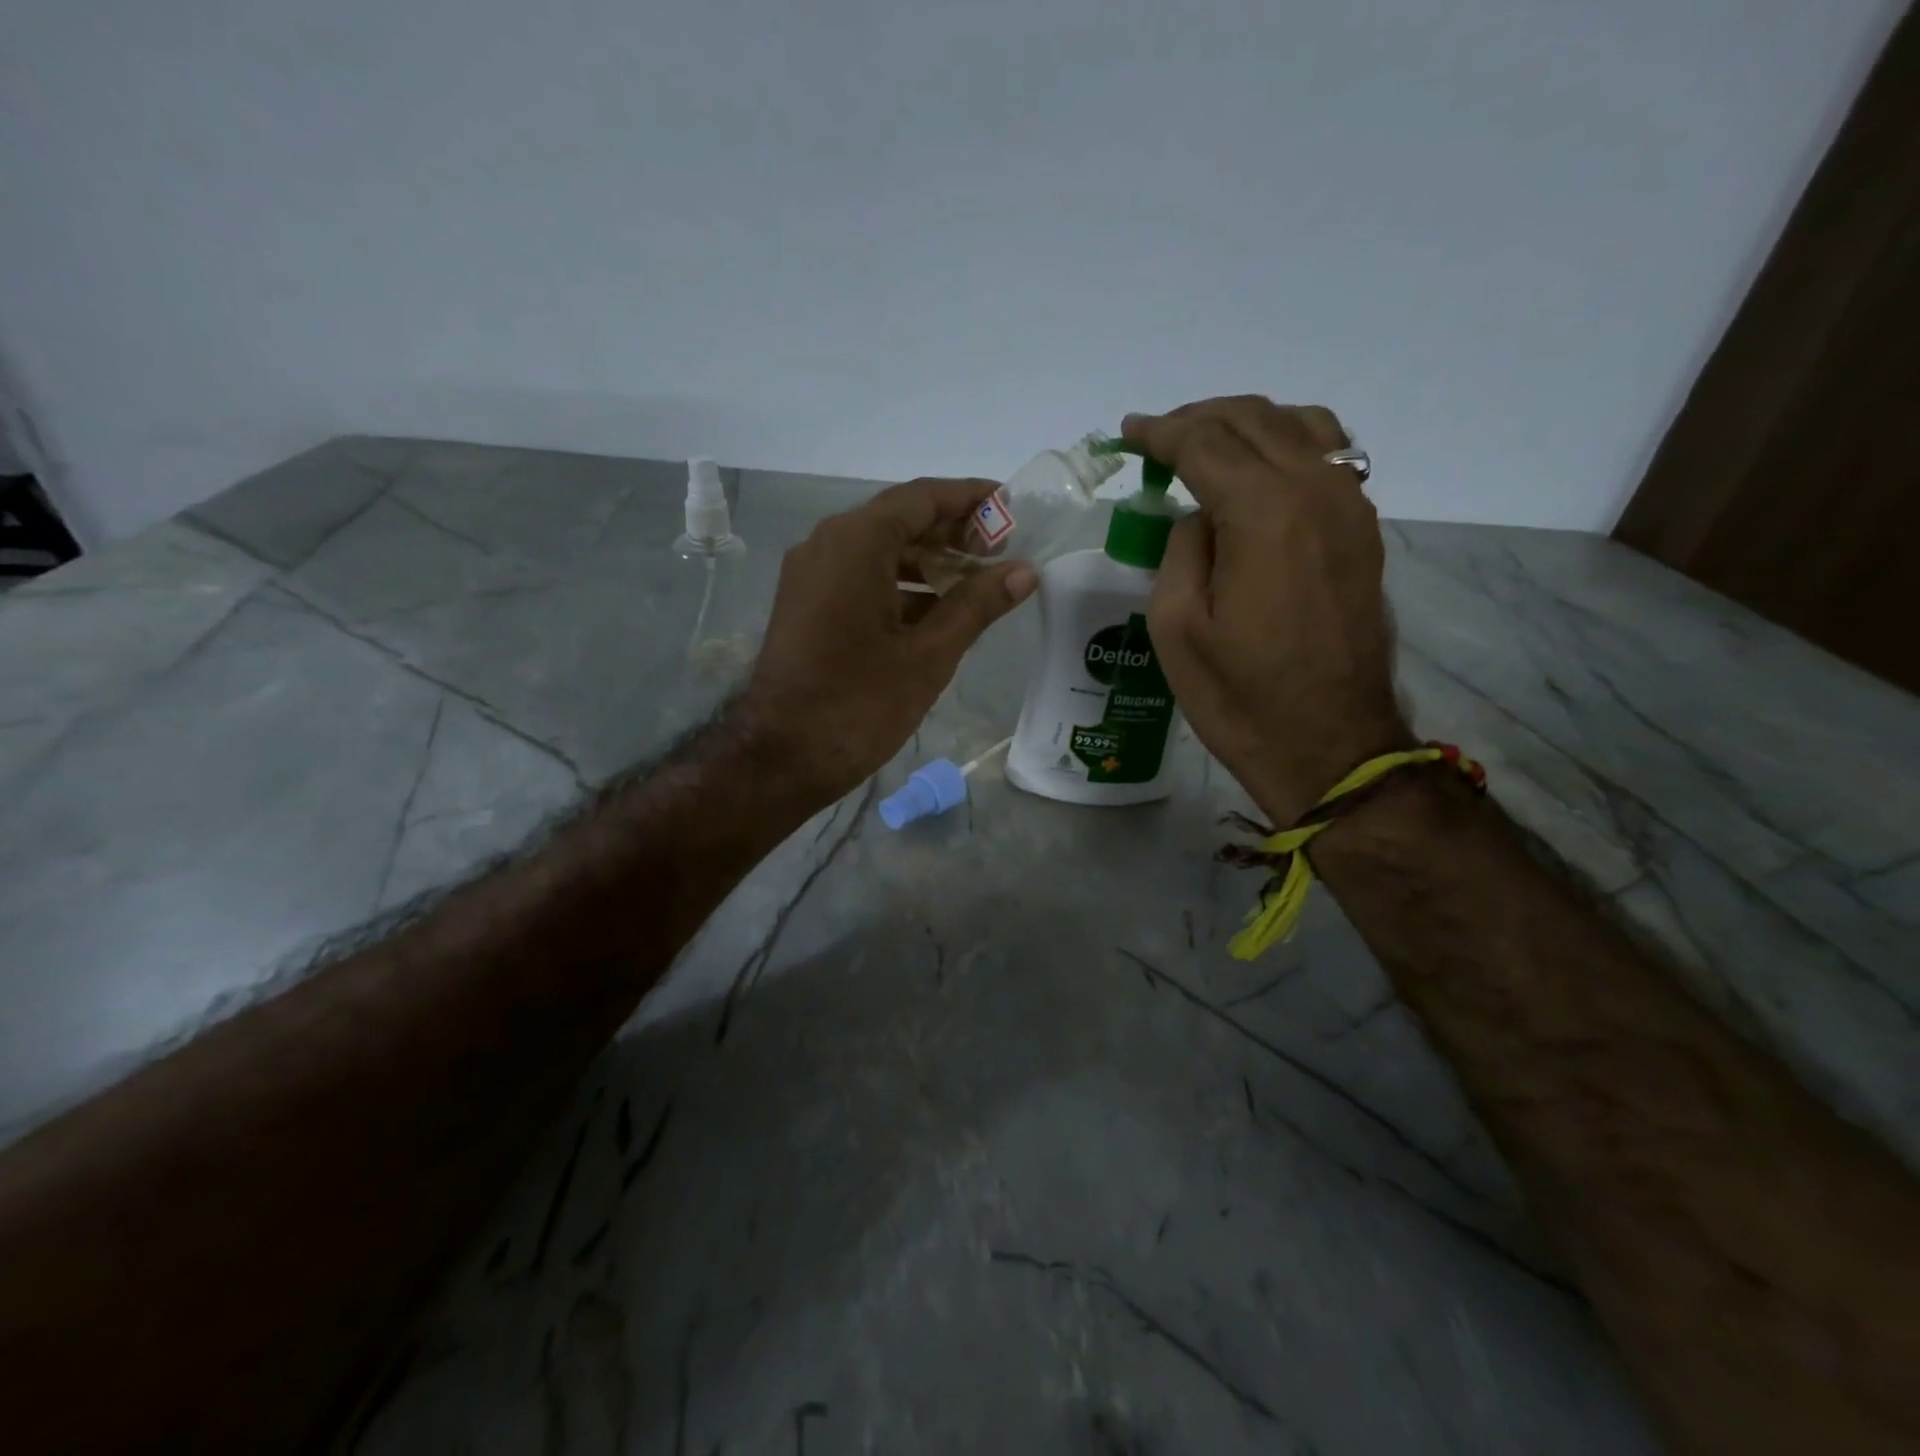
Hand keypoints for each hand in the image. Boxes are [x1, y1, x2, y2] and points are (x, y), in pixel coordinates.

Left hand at [738, 479, 1037, 802]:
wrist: (780, 757)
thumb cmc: (859, 704)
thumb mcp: (929, 654)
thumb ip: (977, 605)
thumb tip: (1024, 571)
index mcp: (856, 542)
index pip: (923, 498)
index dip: (971, 498)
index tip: (1011, 507)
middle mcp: (827, 544)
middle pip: (900, 520)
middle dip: (953, 532)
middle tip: (1002, 551)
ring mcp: (811, 575)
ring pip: (879, 551)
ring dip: (928, 561)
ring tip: (978, 582)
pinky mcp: (806, 605)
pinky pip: (860, 577)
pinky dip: (900, 586)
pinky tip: (937, 612)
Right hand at [1125, 396, 1408, 824]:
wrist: (1330, 745)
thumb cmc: (1240, 697)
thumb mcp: (1176, 627)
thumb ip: (1181, 550)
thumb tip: (1200, 517)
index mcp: (1265, 513)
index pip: (1205, 442)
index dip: (1159, 432)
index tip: (1127, 434)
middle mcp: (1317, 492)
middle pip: (1254, 420)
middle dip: (1198, 419)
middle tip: (1157, 440)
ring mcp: (1351, 509)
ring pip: (1300, 427)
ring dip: (1246, 425)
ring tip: (1207, 447)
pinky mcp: (1363, 532)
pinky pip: (1328, 458)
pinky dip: (1285, 446)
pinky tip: (1258, 473)